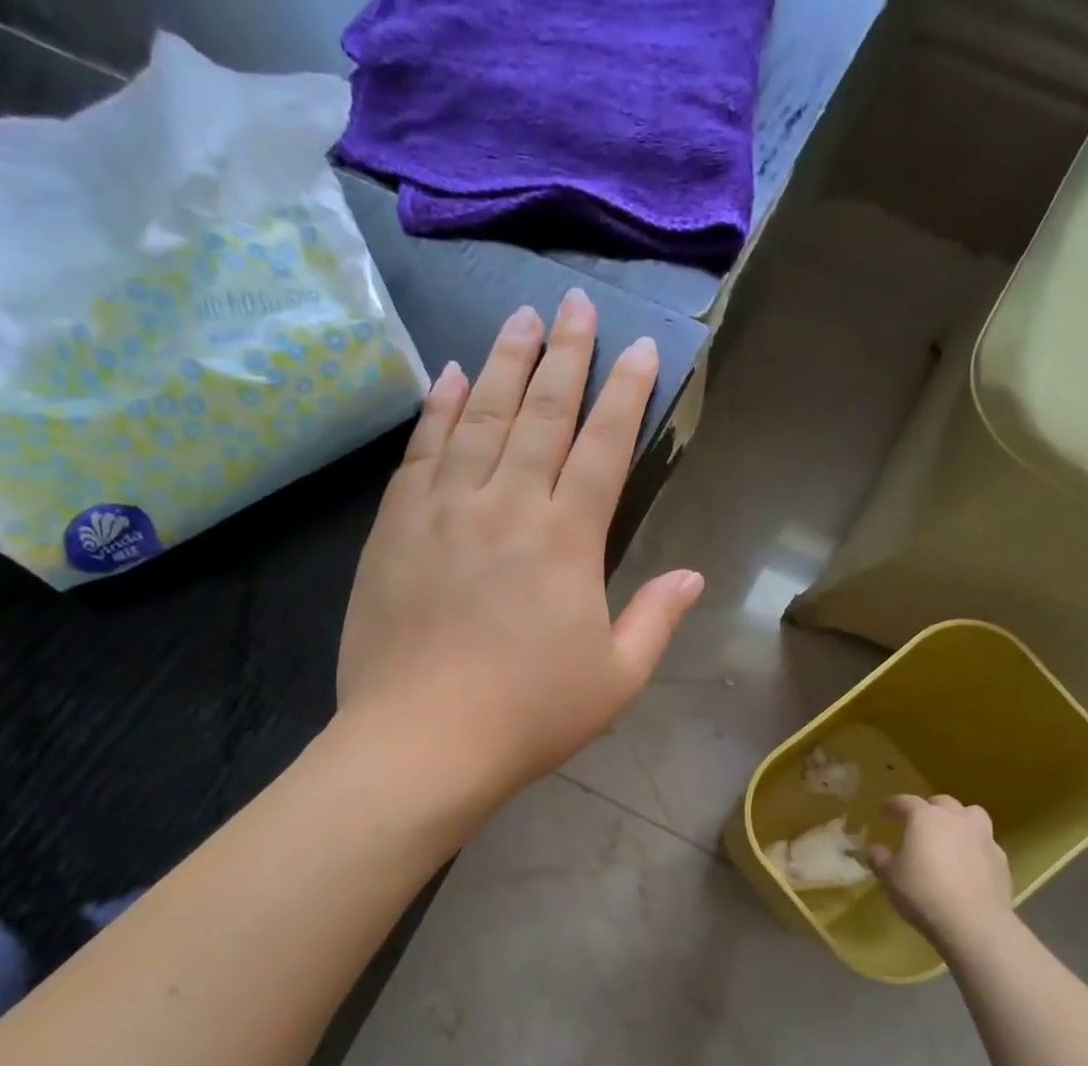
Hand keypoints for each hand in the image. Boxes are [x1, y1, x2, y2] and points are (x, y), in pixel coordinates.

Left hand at [337, 289, 702, 795]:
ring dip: (501, 363)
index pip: (605, 446)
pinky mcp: (395, 528)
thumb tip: (692, 575)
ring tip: (519, 319)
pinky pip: (421, 451)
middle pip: (540, 412)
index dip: (626, 394)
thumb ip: (655, 620)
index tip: (641, 349)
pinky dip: (437, 409)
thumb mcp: (616, 679)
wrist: (422, 741)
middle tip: (575, 304)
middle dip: (565, 354)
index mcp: (567, 538)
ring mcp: (444, 509)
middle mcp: (507, 504)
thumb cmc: (530, 717)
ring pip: (477, 416)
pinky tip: (446, 378)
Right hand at [868, 795, 1017, 960]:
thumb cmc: (923, 892)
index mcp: (925, 818)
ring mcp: (983, 837)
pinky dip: (974, 846)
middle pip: (942, 802)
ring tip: (949, 835)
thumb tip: (874, 849)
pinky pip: (985, 842)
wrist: (973, 922)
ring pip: (972, 815)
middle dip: (928, 809)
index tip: (883, 812)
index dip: (892, 806)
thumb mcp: (890, 877)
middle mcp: (956, 819)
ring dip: (958, 819)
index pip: (905, 801)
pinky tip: (967, 863)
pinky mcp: (1000, 858)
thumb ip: (880, 858)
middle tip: (917, 824)